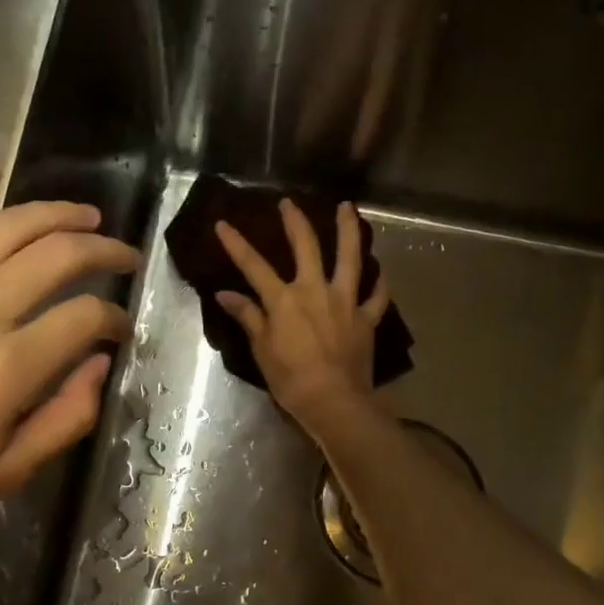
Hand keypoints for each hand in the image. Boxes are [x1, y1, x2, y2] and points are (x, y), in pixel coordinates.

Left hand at [0, 160, 137, 563]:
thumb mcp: (3, 477)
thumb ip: (64, 418)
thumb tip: (100, 366)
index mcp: (6, 369)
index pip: (84, 320)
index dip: (114, 319)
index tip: (120, 329)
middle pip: (54, 257)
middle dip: (101, 251)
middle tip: (122, 256)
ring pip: (0, 227)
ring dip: (51, 213)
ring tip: (82, 215)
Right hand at [214, 198, 392, 436]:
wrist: (334, 401)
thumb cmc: (291, 379)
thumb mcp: (261, 349)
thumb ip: (248, 317)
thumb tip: (225, 294)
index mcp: (285, 299)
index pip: (254, 265)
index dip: (237, 243)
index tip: (223, 223)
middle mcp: (316, 291)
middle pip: (306, 247)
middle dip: (295, 222)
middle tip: (289, 203)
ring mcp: (346, 302)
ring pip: (350, 258)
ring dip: (348, 230)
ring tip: (349, 208)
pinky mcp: (367, 319)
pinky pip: (377, 296)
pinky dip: (379, 284)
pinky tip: (380, 273)